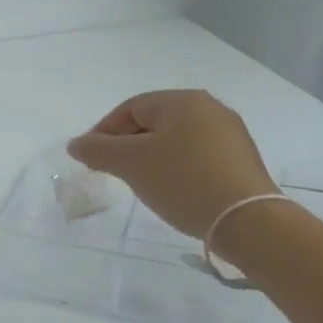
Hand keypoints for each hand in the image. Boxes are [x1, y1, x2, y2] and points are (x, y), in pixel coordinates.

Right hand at [67, 91, 278, 240]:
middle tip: (112, 172)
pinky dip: (174, 168)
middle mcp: (210, 108)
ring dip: (150, 158)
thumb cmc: (182, 182)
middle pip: (153, 122)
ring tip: (139, 184)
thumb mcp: (131, 164)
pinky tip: (171, 190)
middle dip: (126, 145)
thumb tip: (76, 144)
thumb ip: (97, 150)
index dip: (103, 131)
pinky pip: (195, 155)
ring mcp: (229, 134)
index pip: (130, 108)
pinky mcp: (239, 160)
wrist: (247, 221)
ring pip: (174, 140)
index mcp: (183, 101)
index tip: (90, 160)